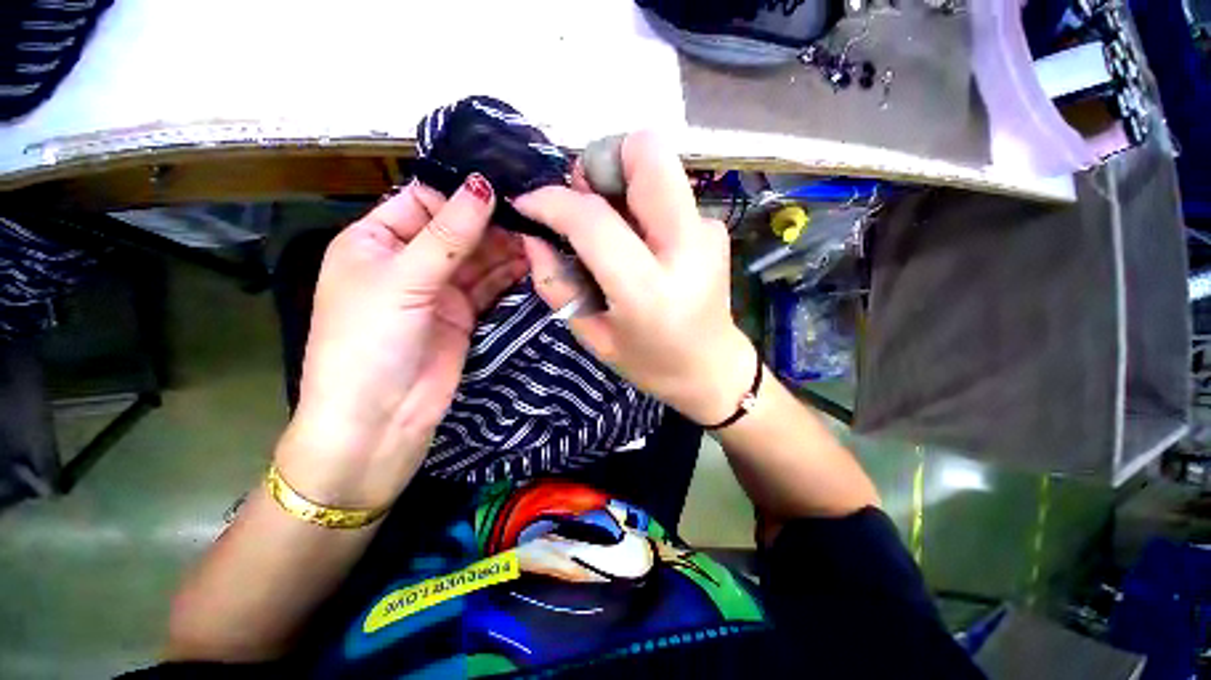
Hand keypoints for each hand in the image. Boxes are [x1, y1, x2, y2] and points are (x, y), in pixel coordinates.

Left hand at [278, 175, 526, 507]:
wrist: (380, 420)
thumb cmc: (369, 342)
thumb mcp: (404, 280)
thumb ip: (447, 235)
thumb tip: (483, 186)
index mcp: (376, 240)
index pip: (423, 200)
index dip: (461, 191)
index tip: (505, 181)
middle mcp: (409, 261)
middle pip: (456, 229)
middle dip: (491, 220)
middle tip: (534, 208)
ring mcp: (439, 289)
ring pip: (477, 257)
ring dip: (505, 246)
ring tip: (539, 231)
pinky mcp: (463, 314)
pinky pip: (489, 285)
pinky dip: (508, 272)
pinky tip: (531, 259)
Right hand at [514, 132, 754, 425]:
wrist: (712, 368)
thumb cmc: (650, 363)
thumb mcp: (593, 336)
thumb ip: (556, 284)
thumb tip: (532, 235)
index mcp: (648, 290)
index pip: (593, 219)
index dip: (553, 201)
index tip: (529, 204)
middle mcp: (686, 248)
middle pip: (646, 153)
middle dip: (602, 161)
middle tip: (584, 197)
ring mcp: (707, 231)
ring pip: (658, 164)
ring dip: (621, 181)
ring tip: (610, 224)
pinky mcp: (714, 227)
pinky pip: (668, 191)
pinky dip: (642, 204)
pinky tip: (640, 241)